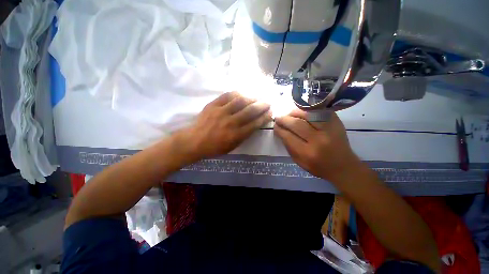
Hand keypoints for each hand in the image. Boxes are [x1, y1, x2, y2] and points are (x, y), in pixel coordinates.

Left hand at [175, 92, 271, 162]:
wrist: (194, 141)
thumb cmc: (214, 147)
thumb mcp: (232, 146)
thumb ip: (244, 136)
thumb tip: (254, 125)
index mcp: (236, 135)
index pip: (255, 124)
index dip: (264, 117)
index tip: (270, 113)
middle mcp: (231, 122)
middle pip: (250, 111)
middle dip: (262, 105)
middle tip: (267, 102)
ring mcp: (221, 112)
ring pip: (240, 101)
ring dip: (251, 98)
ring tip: (257, 96)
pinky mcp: (213, 105)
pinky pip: (227, 96)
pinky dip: (237, 93)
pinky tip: (242, 93)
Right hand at [274, 110, 359, 182]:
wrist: (343, 166)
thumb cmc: (318, 166)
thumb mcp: (299, 162)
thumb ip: (289, 147)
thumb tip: (281, 131)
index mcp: (307, 153)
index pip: (288, 136)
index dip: (279, 129)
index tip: (275, 126)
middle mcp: (318, 140)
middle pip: (296, 124)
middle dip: (284, 119)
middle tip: (278, 118)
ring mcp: (329, 129)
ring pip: (307, 114)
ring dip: (294, 112)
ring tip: (288, 114)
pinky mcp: (336, 122)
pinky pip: (318, 111)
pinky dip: (308, 110)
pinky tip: (301, 112)